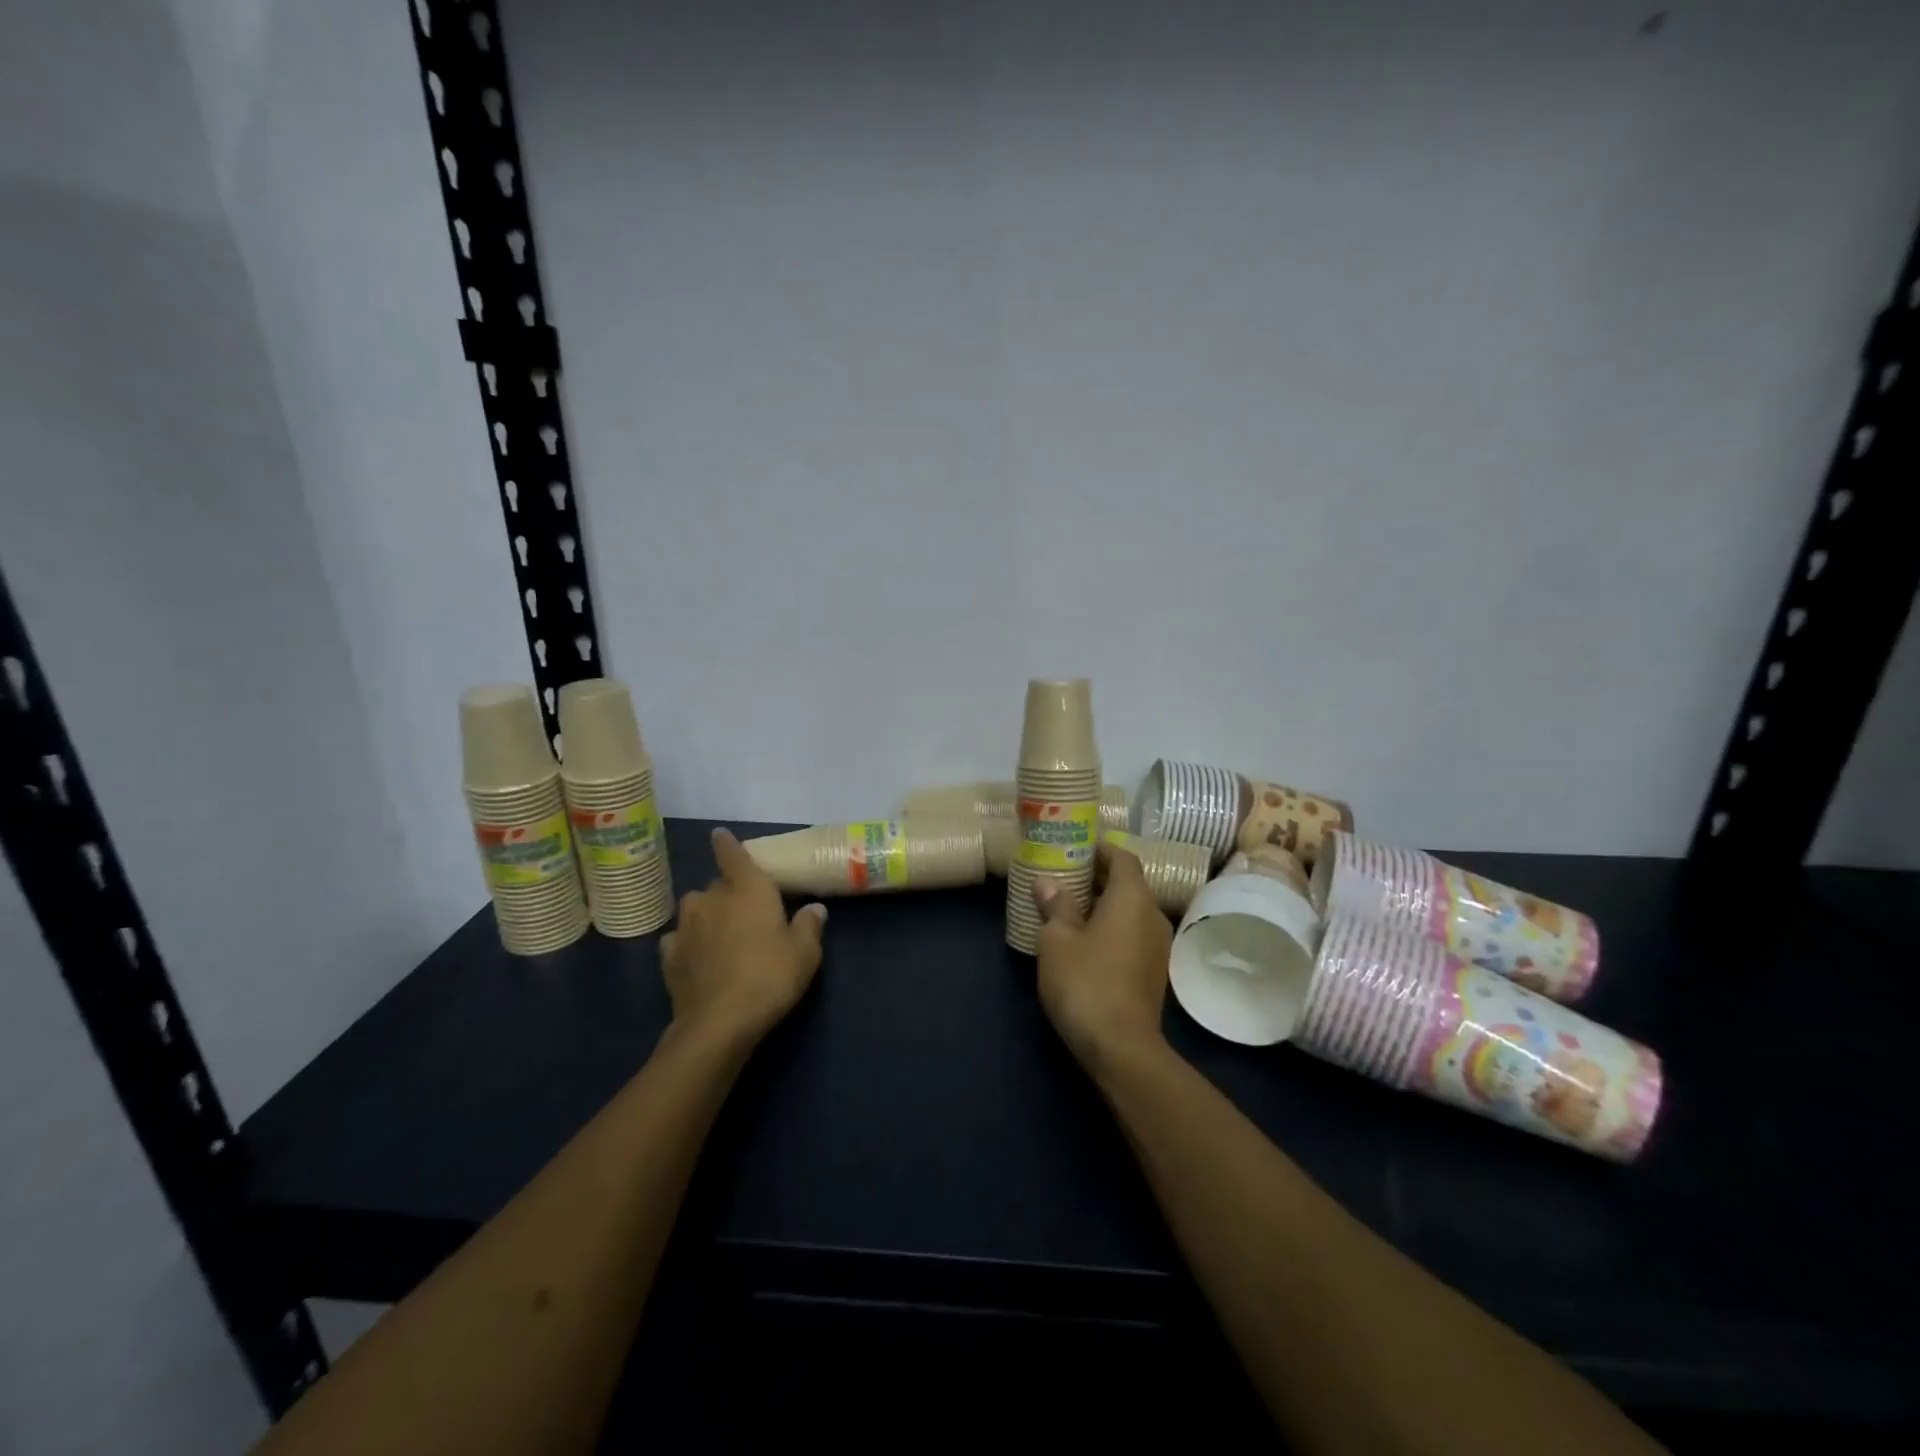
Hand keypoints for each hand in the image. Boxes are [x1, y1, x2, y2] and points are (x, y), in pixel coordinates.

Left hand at [660, 828, 826, 1045]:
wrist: (719, 1022)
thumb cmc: (769, 976)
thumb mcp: (805, 953)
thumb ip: (809, 925)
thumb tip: (814, 908)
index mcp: (747, 889)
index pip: (733, 855)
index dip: (727, 843)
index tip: (719, 834)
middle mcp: (712, 899)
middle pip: (718, 885)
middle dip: (729, 892)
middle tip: (746, 912)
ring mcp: (685, 926)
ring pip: (695, 909)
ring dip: (706, 915)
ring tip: (720, 933)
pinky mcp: (669, 956)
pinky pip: (679, 938)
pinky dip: (688, 942)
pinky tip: (698, 957)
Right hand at [1034, 840, 1173, 1067]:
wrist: (1121, 1047)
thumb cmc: (1086, 982)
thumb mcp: (1057, 940)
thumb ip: (1055, 906)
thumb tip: (1048, 883)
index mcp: (1132, 898)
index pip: (1122, 858)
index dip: (1100, 850)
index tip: (1074, 850)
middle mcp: (1153, 915)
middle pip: (1128, 884)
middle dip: (1097, 878)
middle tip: (1063, 878)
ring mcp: (1158, 946)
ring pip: (1131, 911)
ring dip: (1104, 905)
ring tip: (1069, 909)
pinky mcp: (1153, 972)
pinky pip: (1133, 935)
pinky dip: (1112, 928)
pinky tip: (1085, 942)